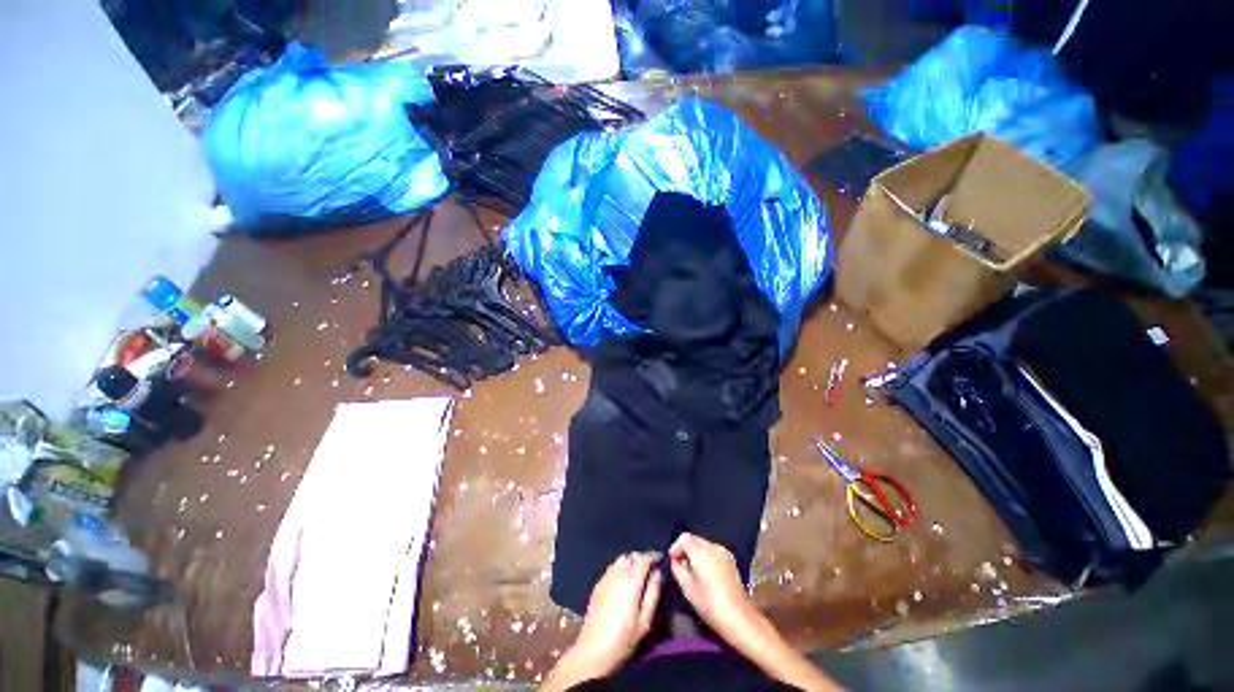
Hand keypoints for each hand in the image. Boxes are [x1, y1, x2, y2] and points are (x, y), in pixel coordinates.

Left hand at [573, 552, 662, 673]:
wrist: (593, 649)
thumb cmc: (623, 638)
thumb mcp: (645, 620)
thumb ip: (653, 593)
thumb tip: (657, 573)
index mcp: (631, 581)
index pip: (644, 558)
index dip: (653, 555)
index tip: (661, 558)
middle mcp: (617, 574)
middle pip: (631, 556)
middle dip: (642, 558)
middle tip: (650, 569)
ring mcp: (605, 577)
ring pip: (620, 560)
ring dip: (630, 562)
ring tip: (637, 575)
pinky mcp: (598, 584)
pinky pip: (612, 568)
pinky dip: (620, 568)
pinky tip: (622, 582)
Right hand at [668, 533, 756, 636]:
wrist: (738, 617)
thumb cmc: (709, 604)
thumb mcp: (687, 588)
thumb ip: (677, 569)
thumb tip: (675, 561)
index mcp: (701, 551)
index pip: (684, 538)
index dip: (675, 547)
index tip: (672, 561)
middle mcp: (713, 546)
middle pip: (694, 539)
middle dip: (685, 550)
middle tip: (681, 567)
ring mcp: (724, 552)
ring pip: (704, 545)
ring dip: (695, 554)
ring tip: (693, 572)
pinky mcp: (731, 560)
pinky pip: (713, 552)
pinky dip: (706, 557)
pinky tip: (706, 574)